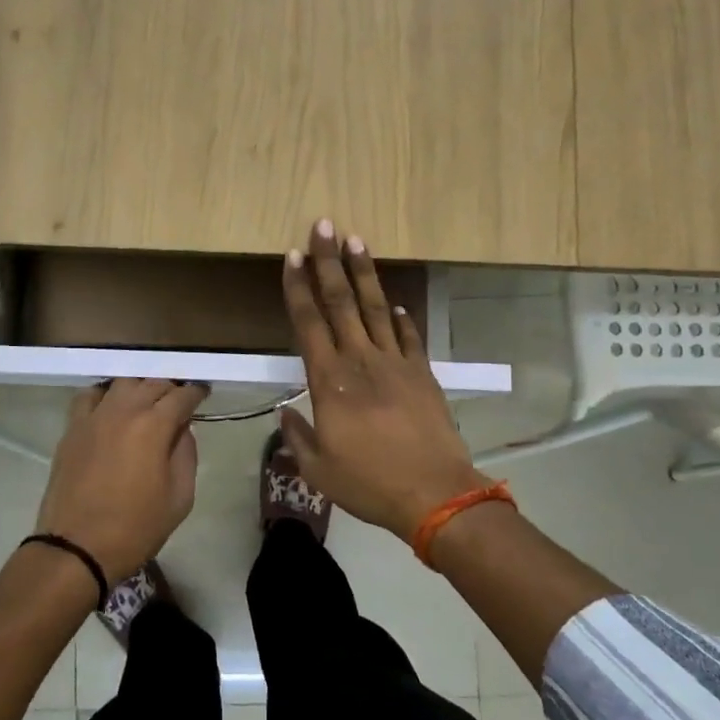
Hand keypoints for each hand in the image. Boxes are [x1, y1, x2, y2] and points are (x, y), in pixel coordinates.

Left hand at [33, 378, 208, 583]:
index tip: (203, 393)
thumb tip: (182, 429)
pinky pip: (89, 396)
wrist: (77, 548)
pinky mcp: (72, 428)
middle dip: (170, 387)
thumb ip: (186, 455)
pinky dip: (105, 394)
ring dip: (140, 386)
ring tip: (147, 400)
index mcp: (154, 426)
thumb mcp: (180, 498)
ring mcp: (93, 417)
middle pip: (152, 382)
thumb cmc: (135, 528)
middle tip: (179, 399)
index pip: (181, 395)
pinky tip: (112, 405)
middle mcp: (123, 411)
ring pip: (121, 382)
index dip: (196, 392)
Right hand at [279, 220, 486, 536]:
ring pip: (376, 308)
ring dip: (365, 273)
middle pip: (342, 301)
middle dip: (329, 261)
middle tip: (325, 225)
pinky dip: (401, 318)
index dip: (298, 287)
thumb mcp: (318, 469)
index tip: (292, 256)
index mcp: (330, 381)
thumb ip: (296, 436)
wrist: (435, 494)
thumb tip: (284, 412)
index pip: (308, 322)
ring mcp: (396, 363)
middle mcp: (361, 361)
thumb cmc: (369, 483)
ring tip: (357, 242)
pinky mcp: (422, 374)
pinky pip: (409, 336)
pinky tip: (396, 304)